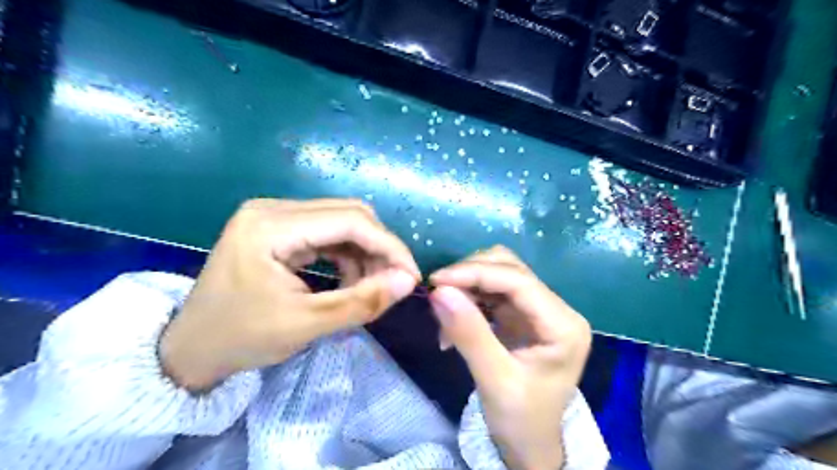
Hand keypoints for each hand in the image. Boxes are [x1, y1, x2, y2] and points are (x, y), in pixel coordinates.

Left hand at [159, 200, 417, 391]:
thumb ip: (362, 302)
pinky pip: (327, 232)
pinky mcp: (279, 228)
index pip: (350, 220)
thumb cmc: (241, 339)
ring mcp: (275, 216)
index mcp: (271, 225)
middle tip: (393, 282)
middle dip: (379, 248)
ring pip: (341, 222)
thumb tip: (408, 282)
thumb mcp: (306, 325)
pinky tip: (350, 279)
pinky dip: (348, 255)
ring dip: (364, 252)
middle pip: (348, 214)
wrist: (191, 348)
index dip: (389, 246)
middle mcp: (273, 208)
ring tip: (368, 286)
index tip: (411, 276)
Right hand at [428, 246, 589, 468]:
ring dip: (467, 286)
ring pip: (499, 274)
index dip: (476, 273)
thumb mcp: (494, 380)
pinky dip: (469, 298)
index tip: (437, 280)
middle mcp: (556, 309)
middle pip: (510, 268)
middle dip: (470, 275)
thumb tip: (439, 292)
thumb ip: (469, 333)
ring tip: (444, 313)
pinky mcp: (522, 315)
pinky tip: (453, 321)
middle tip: (438, 296)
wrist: (530, 444)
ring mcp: (539, 309)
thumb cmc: (521, 420)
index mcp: (563, 325)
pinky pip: (491, 292)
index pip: (519, 281)